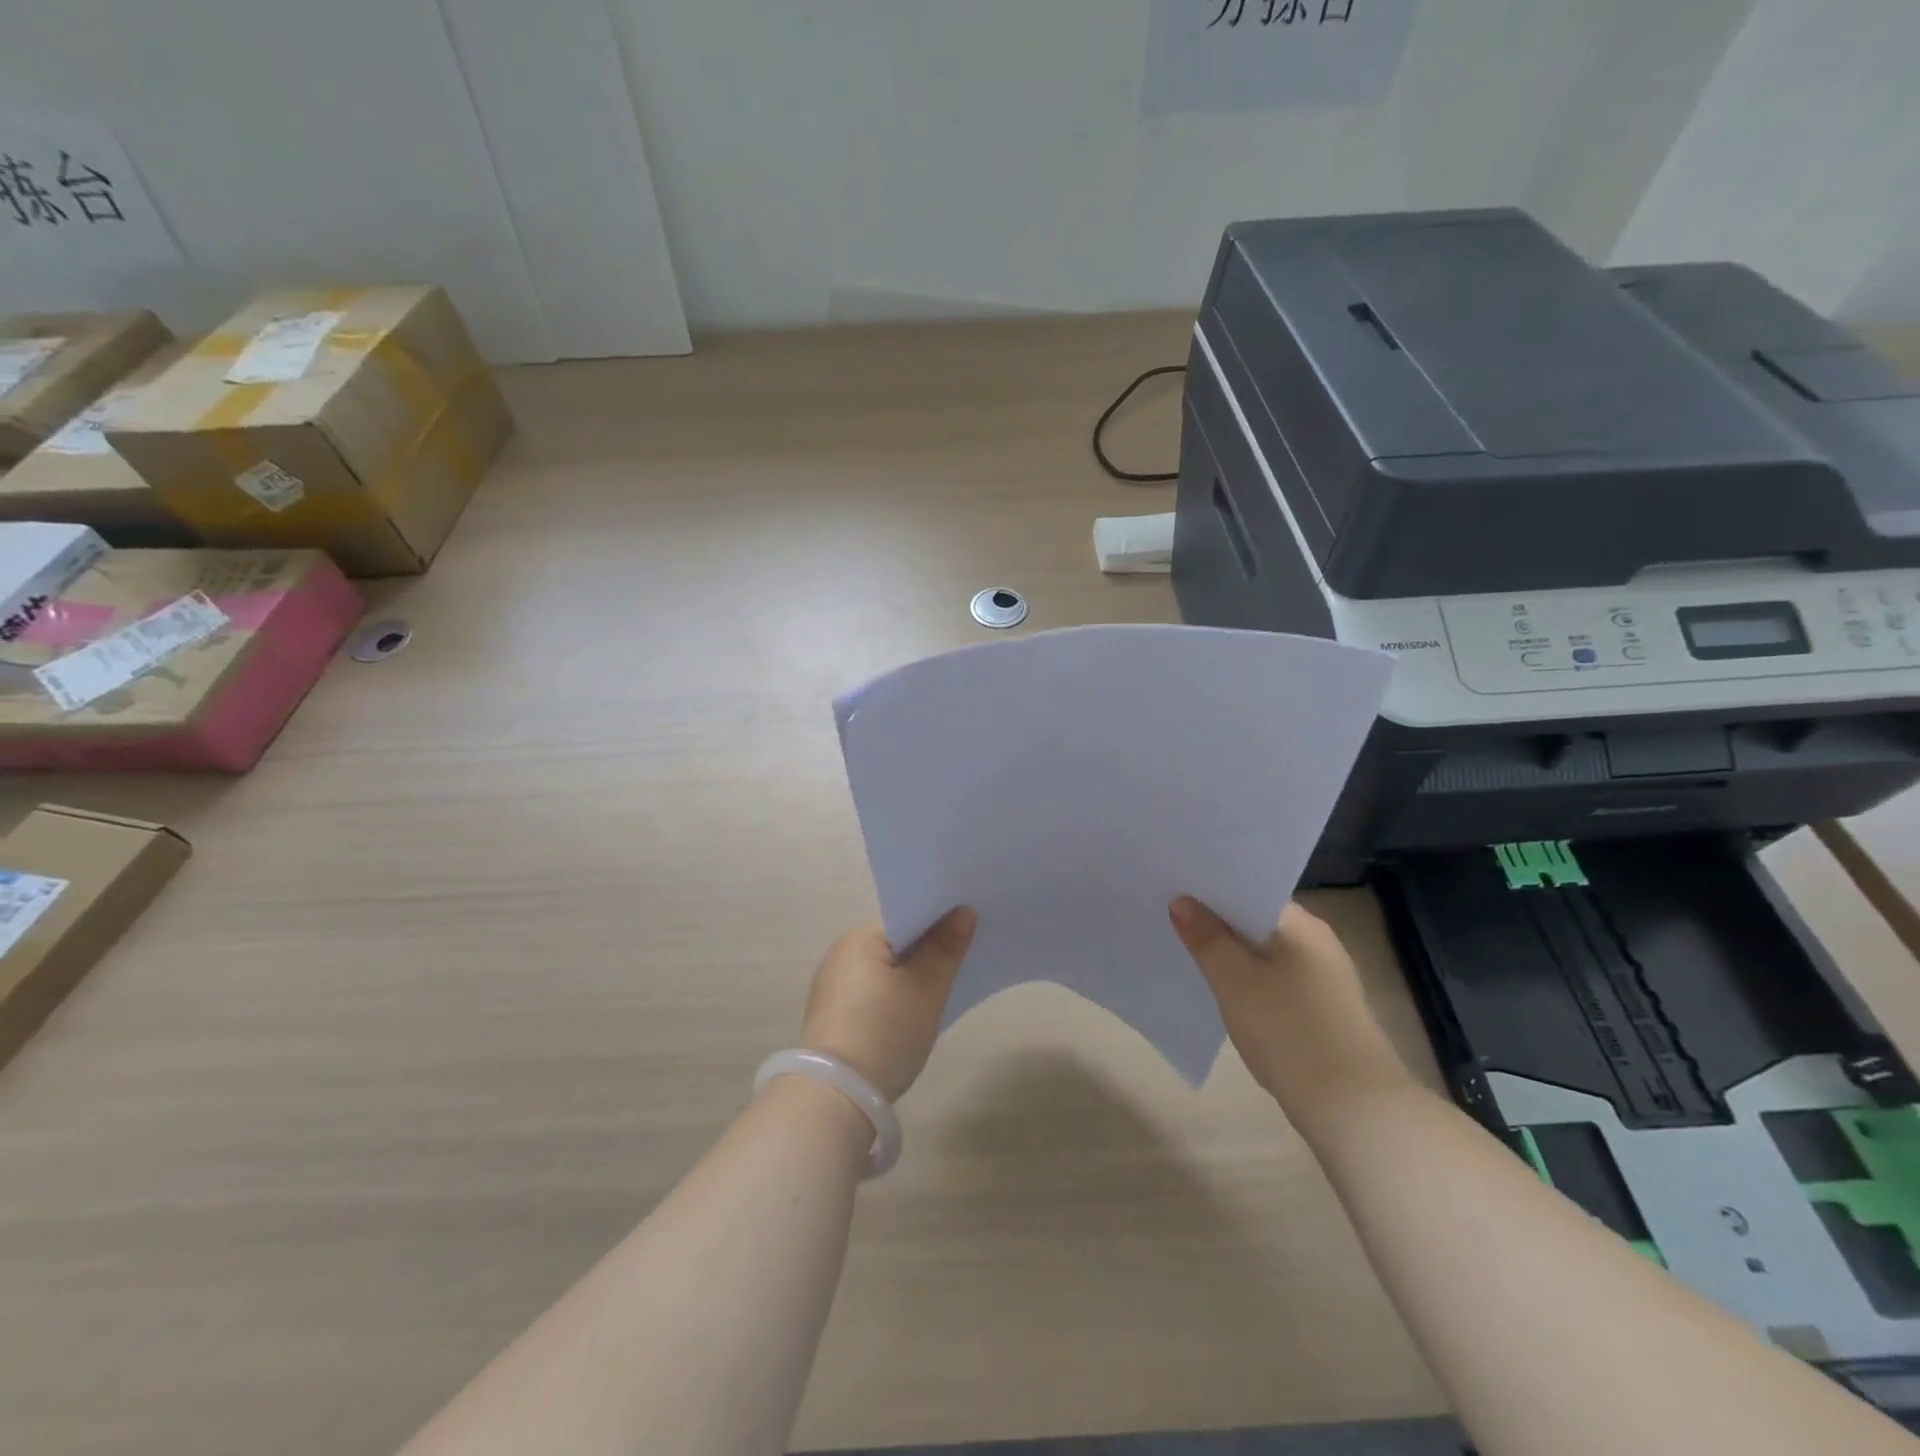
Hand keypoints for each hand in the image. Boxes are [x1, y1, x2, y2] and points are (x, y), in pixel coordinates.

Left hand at [798, 908, 976, 1099]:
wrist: (837, 1097)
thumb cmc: (885, 1031)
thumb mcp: (926, 989)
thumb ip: (946, 947)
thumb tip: (964, 911)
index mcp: (860, 937)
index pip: (907, 915)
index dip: (940, 919)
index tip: (970, 924)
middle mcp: (841, 953)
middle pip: (896, 941)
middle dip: (928, 947)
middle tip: (966, 953)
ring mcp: (833, 986)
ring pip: (885, 968)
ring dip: (911, 973)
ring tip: (946, 981)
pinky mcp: (833, 1015)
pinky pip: (873, 990)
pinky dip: (895, 994)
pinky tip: (914, 1009)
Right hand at [1170, 897, 1412, 1123]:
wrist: (1355, 1110)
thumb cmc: (1290, 1032)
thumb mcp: (1236, 981)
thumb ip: (1206, 938)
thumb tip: (1182, 901)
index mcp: (1302, 926)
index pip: (1250, 890)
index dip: (1211, 890)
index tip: (1172, 890)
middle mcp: (1317, 944)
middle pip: (1256, 922)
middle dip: (1215, 923)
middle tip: (1168, 919)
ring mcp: (1323, 980)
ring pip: (1263, 955)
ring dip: (1230, 955)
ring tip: (1185, 954)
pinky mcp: (1321, 1013)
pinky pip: (1273, 983)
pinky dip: (1247, 983)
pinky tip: (1221, 995)